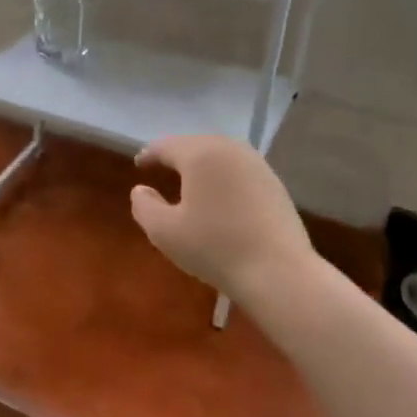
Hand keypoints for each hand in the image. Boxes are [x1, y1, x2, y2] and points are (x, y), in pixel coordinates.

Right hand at [130, 136, 315, 307]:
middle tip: (161, 168)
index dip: (150, 154)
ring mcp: (257, 165)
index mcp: (201, 154)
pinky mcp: (275, 184)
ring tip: (189, 181)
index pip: (167, 146)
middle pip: (196, 145)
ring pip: (220, 156)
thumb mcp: (164, 231)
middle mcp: (230, 150)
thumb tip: (141, 190)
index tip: (139, 164)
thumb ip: (144, 206)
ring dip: (202, 165)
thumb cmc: (214, 247)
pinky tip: (220, 196)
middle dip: (177, 155)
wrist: (277, 272)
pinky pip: (239, 171)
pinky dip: (223, 177)